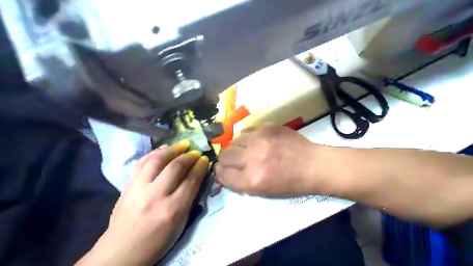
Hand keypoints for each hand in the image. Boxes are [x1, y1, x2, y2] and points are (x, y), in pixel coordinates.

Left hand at [77, 140, 207, 264]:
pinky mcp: (127, 186)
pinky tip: (162, 149)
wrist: (122, 250)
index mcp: (172, 209)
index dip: (200, 166)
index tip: (205, 159)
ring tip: (181, 144)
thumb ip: (189, 198)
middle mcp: (155, 195)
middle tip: (195, 151)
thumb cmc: (158, 241)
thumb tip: (196, 177)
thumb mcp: (181, 224)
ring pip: (156, 160)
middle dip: (188, 156)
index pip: (191, 180)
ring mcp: (138, 188)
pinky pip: (141, 162)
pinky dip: (154, 153)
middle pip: (175, 167)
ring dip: (171, 149)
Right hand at [216, 124, 327, 196]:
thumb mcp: (264, 192)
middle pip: (224, 156)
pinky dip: (247, 137)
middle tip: (232, 160)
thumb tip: (224, 172)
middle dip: (225, 160)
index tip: (222, 170)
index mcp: (253, 180)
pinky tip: (255, 141)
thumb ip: (241, 182)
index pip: (223, 175)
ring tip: (245, 150)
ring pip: (233, 141)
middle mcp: (253, 159)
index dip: (220, 173)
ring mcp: (260, 140)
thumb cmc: (290, 183)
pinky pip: (246, 130)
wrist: (313, 165)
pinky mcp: (267, 127)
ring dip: (236, 147)